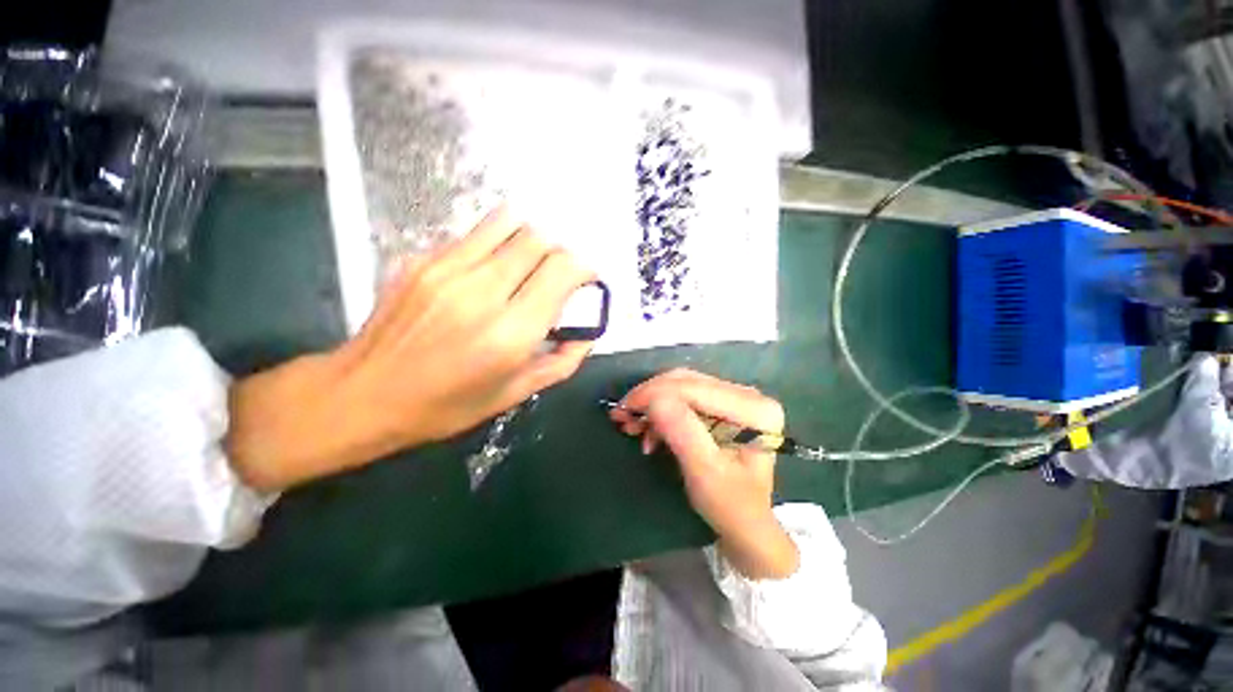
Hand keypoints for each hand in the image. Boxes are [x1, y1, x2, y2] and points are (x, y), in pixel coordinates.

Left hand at [227, 207, 594, 490]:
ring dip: (531, 240)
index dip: (584, 268)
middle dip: (560, 252)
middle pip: (539, 239)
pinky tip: (492, 270)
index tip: (586, 281)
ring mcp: (448, 269)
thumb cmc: (447, 405)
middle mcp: (482, 291)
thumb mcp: (516, 394)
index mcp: (511, 332)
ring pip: (509, 223)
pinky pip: (476, 235)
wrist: (363, 395)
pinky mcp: (423, 259)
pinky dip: (498, 244)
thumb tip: (588, 333)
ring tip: (529, 265)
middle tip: (558, 276)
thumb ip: (562, 361)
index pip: (563, 269)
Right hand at [612, 369, 798, 579]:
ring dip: (652, 404)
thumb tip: (652, 399)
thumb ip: (681, 432)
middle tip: (621, 414)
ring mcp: (735, 398)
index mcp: (754, 410)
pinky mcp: (722, 406)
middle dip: (650, 396)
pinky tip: (648, 431)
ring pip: (682, 387)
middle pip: (687, 382)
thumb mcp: (704, 472)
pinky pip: (684, 397)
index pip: (695, 388)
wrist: (746, 524)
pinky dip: (661, 412)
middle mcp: (748, 395)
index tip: (623, 408)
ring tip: (630, 424)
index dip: (654, 393)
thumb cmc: (729, 505)